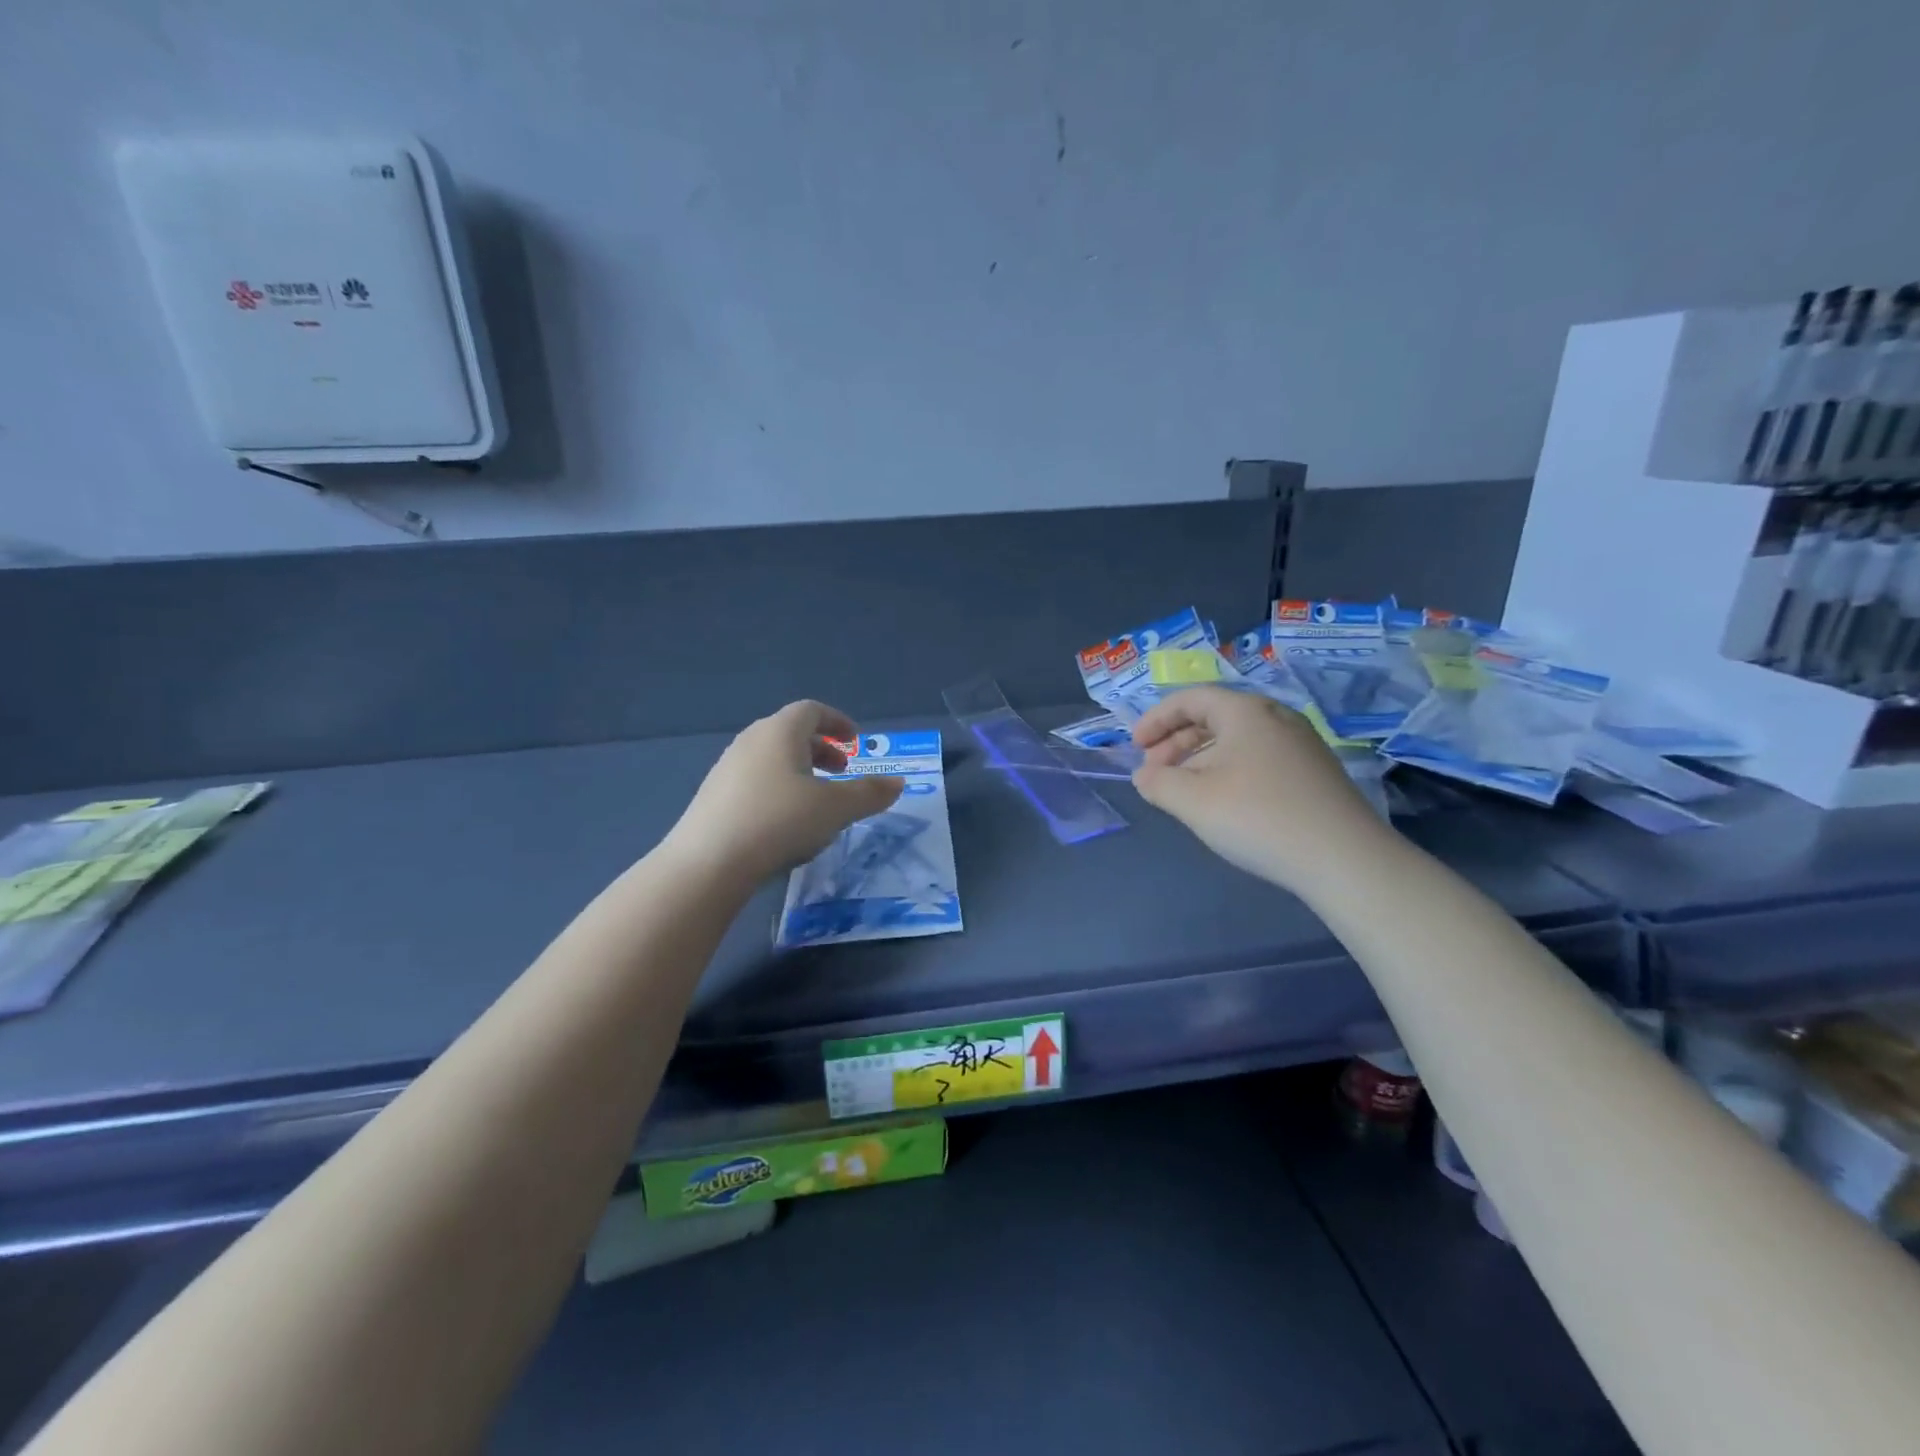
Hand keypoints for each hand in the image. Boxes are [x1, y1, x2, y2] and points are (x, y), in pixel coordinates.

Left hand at [666, 701, 903, 883]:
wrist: (708, 863)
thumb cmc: (780, 821)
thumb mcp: (836, 809)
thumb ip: (869, 793)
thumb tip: (898, 783)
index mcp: (780, 731)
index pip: (812, 711)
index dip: (838, 722)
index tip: (855, 742)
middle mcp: (751, 741)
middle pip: (791, 732)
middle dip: (821, 748)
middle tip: (842, 771)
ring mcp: (727, 768)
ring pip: (771, 758)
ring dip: (800, 770)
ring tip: (816, 800)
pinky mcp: (713, 796)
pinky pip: (754, 780)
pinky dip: (777, 788)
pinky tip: (784, 822)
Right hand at [1130, 686, 1388, 892]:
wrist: (1344, 859)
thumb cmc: (1258, 817)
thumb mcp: (1192, 800)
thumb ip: (1158, 783)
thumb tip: (1144, 775)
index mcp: (1245, 711)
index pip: (1189, 698)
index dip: (1155, 719)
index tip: (1135, 747)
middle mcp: (1276, 717)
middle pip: (1213, 717)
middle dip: (1176, 742)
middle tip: (1154, 773)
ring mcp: (1301, 744)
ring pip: (1237, 740)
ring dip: (1200, 759)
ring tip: (1183, 791)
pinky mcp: (1315, 772)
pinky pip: (1259, 758)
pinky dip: (1229, 770)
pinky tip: (1224, 803)